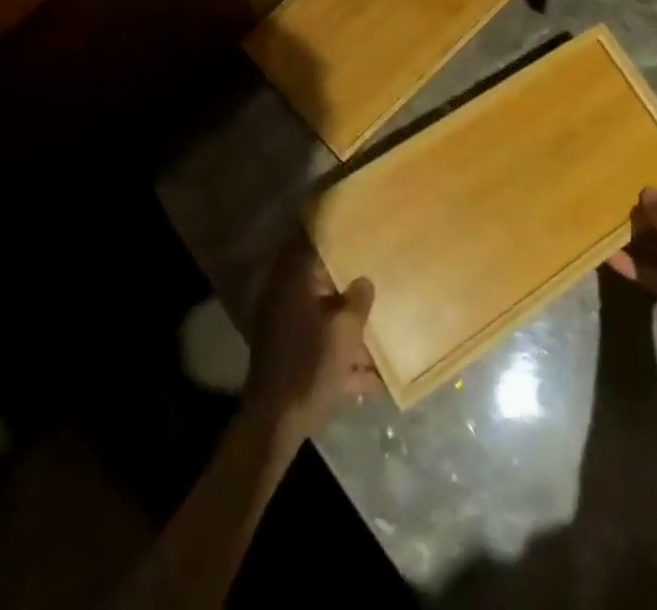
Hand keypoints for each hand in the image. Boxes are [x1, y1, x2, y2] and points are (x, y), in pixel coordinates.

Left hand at [243, 240, 379, 442]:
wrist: (276, 424)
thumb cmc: (310, 364)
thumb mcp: (345, 330)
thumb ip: (358, 301)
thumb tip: (364, 281)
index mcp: (293, 285)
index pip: (308, 247)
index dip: (328, 238)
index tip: (350, 232)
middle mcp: (285, 302)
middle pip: (319, 285)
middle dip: (346, 286)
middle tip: (373, 280)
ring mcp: (286, 334)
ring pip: (323, 320)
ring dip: (349, 326)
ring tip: (381, 329)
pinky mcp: (291, 362)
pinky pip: (322, 350)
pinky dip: (343, 359)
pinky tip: (375, 376)